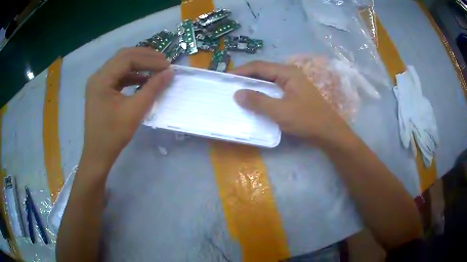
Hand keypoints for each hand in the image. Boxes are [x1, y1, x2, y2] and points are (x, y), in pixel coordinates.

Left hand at [82, 47, 173, 168]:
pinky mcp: (101, 90)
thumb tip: (170, 72)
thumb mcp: (135, 111)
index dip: (149, 59)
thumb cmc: (113, 135)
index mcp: (101, 79)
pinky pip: (118, 76)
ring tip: (156, 67)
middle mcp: (98, 76)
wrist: (98, 154)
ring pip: (120, 64)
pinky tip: (143, 79)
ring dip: (139, 64)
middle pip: (123, 57)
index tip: (167, 65)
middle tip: (163, 61)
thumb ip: (153, 89)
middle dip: (145, 57)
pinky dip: (132, 75)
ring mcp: (98, 82)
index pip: (127, 59)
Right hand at [233, 61, 350, 145]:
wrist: (328, 132)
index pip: (259, 66)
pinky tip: (255, 102)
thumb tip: (237, 94)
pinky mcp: (293, 95)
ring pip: (268, 82)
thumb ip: (258, 101)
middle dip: (246, 78)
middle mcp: (289, 75)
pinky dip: (262, 95)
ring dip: (253, 87)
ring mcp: (292, 85)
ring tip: (238, 94)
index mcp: (287, 72)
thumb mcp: (280, 111)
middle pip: (263, 72)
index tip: (226, 78)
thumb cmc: (306, 119)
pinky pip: (273, 91)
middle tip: (230, 86)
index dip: (241, 71)